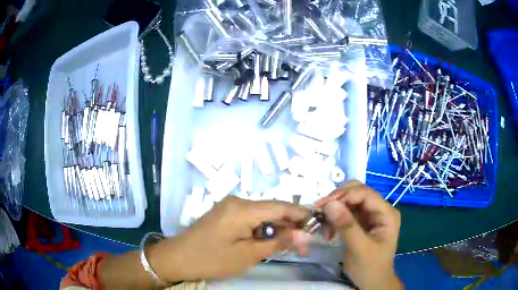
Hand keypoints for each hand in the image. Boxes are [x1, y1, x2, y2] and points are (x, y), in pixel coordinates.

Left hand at [149, 195, 311, 281]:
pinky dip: (264, 230)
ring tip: (291, 247)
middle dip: (290, 226)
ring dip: (277, 229)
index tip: (318, 224)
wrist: (177, 258)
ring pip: (263, 215)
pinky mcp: (226, 214)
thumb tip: (304, 235)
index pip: (281, 206)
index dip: (301, 214)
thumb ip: (277, 243)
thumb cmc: (211, 260)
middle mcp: (238, 201)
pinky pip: (252, 219)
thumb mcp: (248, 256)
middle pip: (273, 210)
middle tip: (304, 246)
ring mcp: (230, 207)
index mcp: (243, 208)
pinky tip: (270, 242)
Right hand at [314, 180, 402, 289]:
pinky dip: (335, 217)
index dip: (344, 194)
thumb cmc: (370, 267)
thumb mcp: (359, 248)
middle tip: (320, 211)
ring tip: (323, 223)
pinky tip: (328, 228)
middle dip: (338, 199)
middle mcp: (379, 209)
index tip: (323, 205)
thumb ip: (346, 226)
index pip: (365, 193)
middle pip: (357, 192)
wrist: (372, 282)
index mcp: (386, 213)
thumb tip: (329, 204)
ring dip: (335, 208)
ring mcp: (370, 215)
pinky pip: (346, 212)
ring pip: (350, 200)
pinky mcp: (361, 222)